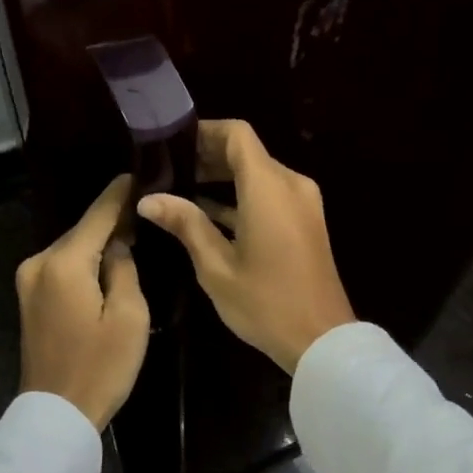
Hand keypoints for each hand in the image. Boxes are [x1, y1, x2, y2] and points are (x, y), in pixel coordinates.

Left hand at [17, 175, 150, 429]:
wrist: (55, 415)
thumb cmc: (100, 367)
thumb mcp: (129, 316)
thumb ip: (124, 268)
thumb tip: (118, 244)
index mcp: (64, 263)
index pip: (98, 215)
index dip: (120, 194)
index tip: (139, 173)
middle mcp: (39, 262)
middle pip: (83, 230)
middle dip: (112, 219)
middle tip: (147, 209)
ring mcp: (29, 280)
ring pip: (73, 248)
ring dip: (99, 242)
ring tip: (134, 234)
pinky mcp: (29, 297)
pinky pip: (63, 266)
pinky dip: (85, 260)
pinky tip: (107, 262)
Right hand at [137, 120, 355, 373]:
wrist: (323, 340)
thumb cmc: (266, 302)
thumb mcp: (216, 266)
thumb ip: (185, 224)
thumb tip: (148, 199)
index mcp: (268, 187)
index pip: (237, 134)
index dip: (204, 131)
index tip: (171, 143)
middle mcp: (290, 184)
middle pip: (246, 152)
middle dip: (207, 156)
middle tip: (167, 170)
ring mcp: (302, 202)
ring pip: (258, 174)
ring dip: (223, 178)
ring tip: (180, 191)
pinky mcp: (306, 221)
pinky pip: (270, 194)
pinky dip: (242, 197)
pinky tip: (208, 214)